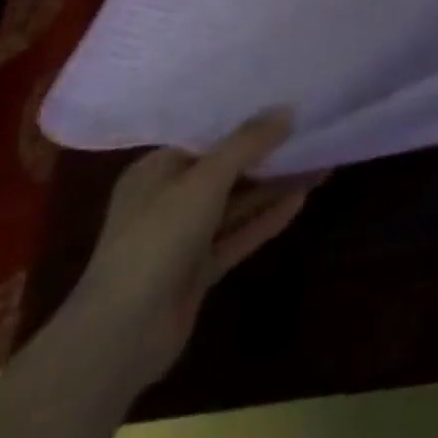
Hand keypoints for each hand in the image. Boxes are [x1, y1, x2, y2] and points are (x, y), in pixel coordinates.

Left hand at [62, 111, 318, 391]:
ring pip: (236, 203)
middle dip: (266, 153)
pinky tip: (301, 199)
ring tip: (317, 162)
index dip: (244, 119)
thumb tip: (287, 110)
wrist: (121, 336)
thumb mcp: (205, 178)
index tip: (283, 102)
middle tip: (308, 130)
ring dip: (273, 186)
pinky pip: (238, 235)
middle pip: (225, 169)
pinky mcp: (197, 271)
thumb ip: (247, 142)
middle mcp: (167, 200)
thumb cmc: (156, 238)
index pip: (205, 135)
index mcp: (155, 171)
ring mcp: (182, 238)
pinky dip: (266, 218)